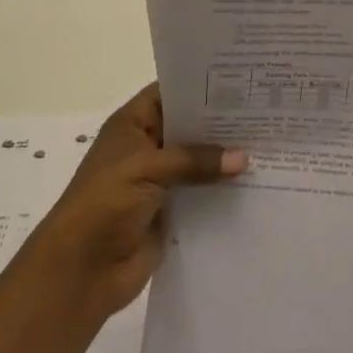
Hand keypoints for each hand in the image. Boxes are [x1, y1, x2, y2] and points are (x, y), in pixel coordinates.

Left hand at [40, 85, 244, 320]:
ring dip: (227, 156)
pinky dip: (225, 188)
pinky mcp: (173, 211)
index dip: (200, 85)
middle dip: (223, 121)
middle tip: (266, 108)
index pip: (170, 93)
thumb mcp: (147, 169)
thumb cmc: (104, 205)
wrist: (81, 273)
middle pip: (190, 126)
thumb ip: (195, 159)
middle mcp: (148, 148)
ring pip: (200, 160)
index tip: (241, 79)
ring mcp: (161, 180)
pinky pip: (204, 192)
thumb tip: (244, 158)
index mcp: (132, 126)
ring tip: (271, 141)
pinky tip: (259, 179)